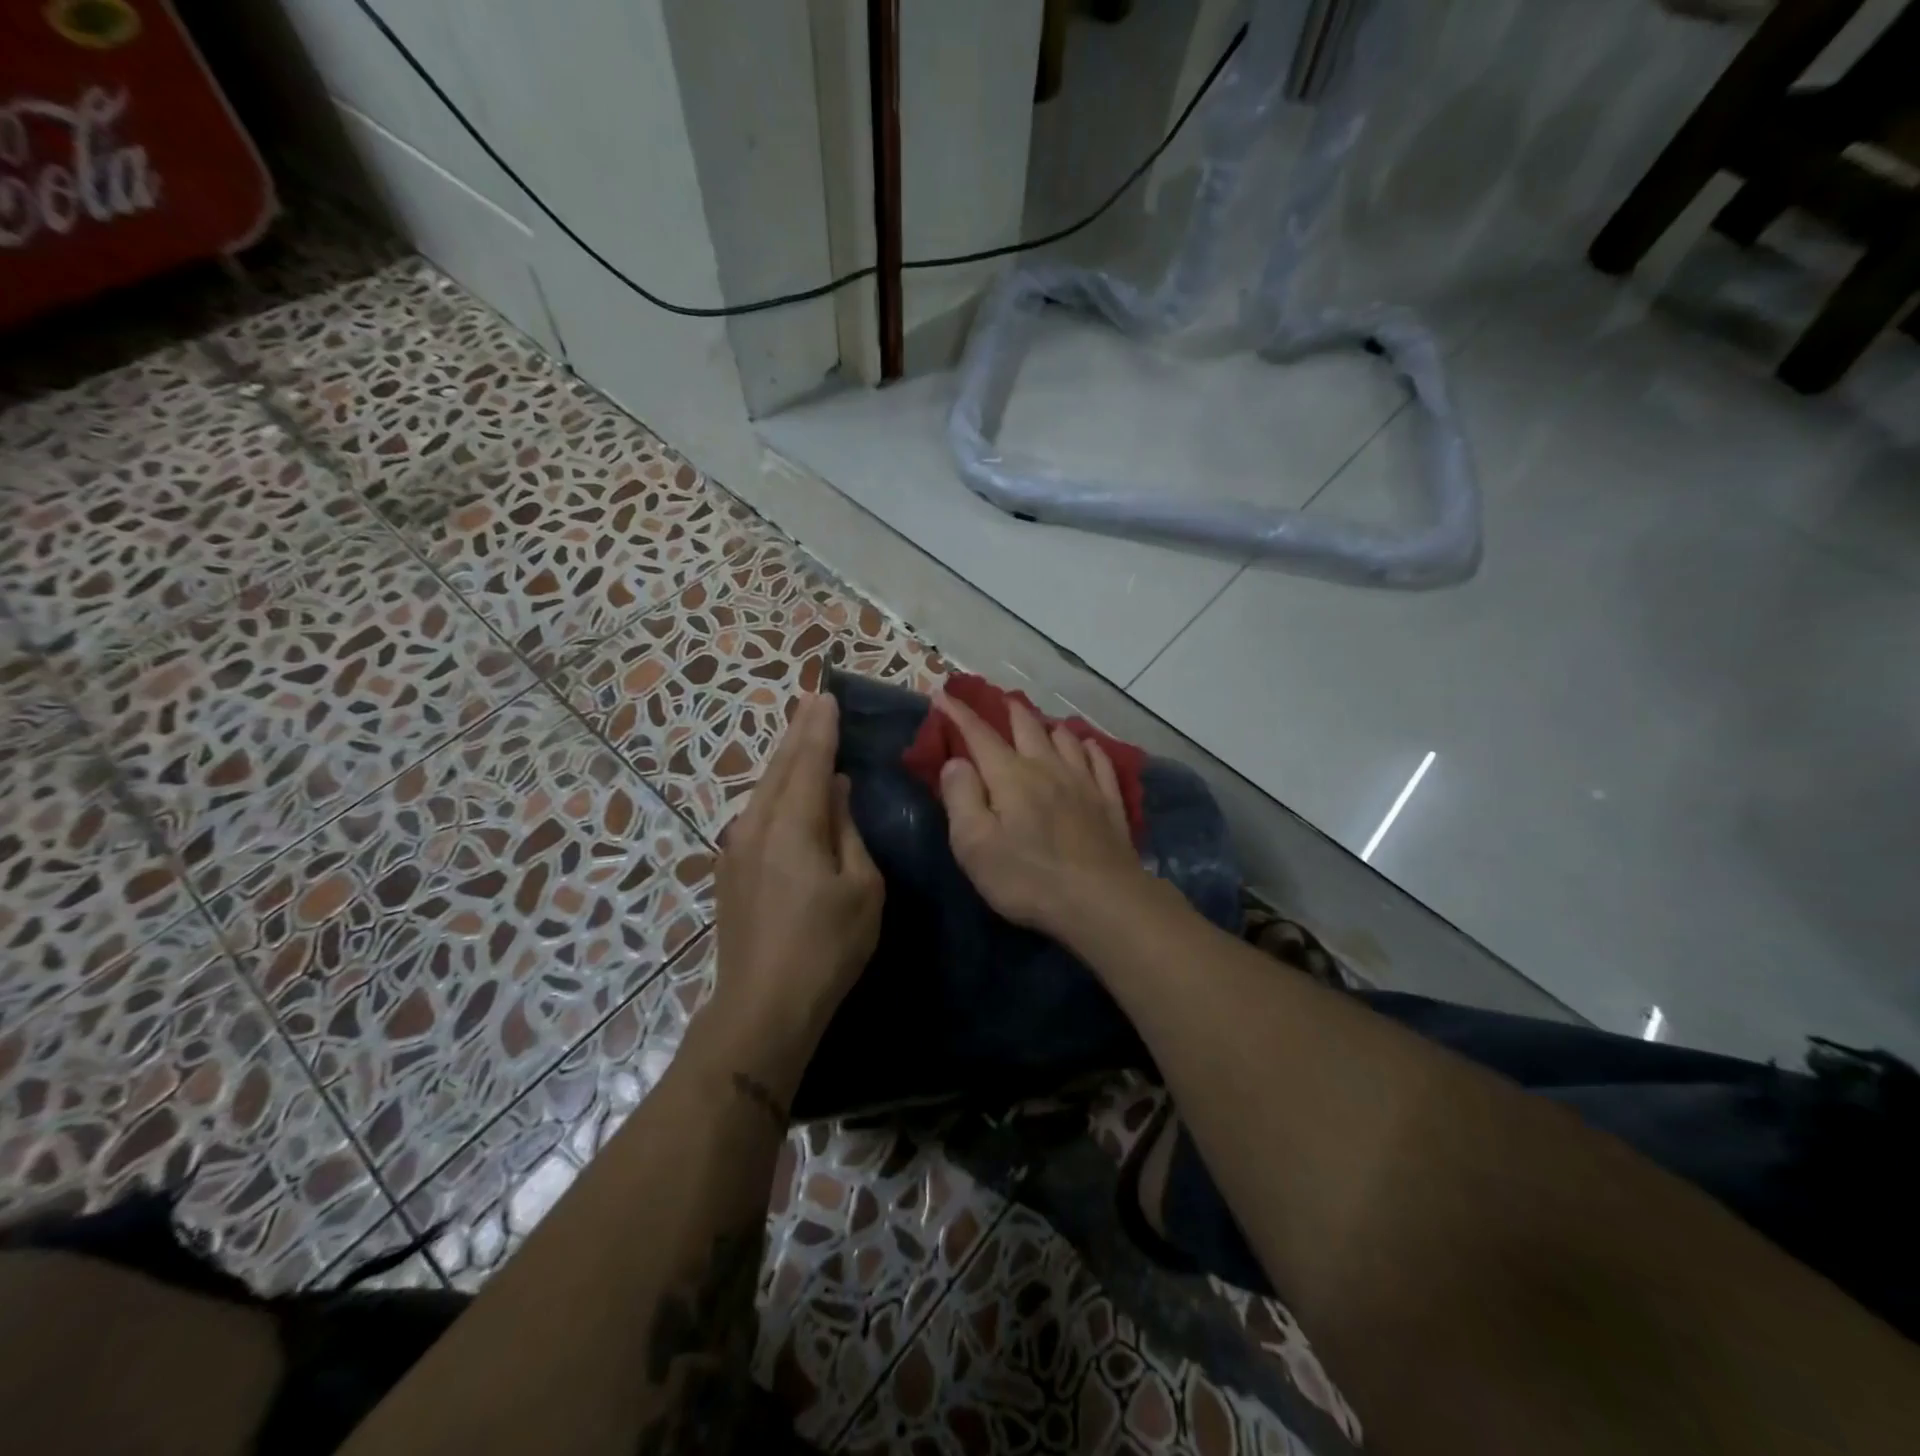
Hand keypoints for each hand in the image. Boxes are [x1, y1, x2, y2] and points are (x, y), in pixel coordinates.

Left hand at [709, 694, 883, 1081]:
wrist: (762, 1006)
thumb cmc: (826, 946)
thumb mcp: (861, 887)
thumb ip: (848, 832)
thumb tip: (836, 792)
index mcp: (793, 825)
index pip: (809, 762)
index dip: (820, 729)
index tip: (828, 698)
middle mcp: (757, 825)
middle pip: (780, 767)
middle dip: (798, 733)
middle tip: (813, 702)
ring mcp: (736, 848)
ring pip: (763, 789)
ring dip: (784, 760)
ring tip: (800, 735)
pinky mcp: (729, 870)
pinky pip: (756, 813)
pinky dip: (774, 790)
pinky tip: (783, 791)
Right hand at [933, 691, 1151, 941]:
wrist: (1102, 900)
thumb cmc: (1028, 878)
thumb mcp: (975, 845)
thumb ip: (961, 798)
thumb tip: (956, 761)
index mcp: (1010, 776)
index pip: (979, 734)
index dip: (959, 713)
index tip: (943, 694)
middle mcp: (1047, 767)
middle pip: (1027, 726)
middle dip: (1009, 710)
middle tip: (999, 701)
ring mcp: (1084, 781)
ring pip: (1065, 737)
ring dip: (1048, 726)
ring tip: (1041, 724)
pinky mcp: (1109, 801)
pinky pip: (1099, 760)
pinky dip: (1088, 747)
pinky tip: (1086, 747)